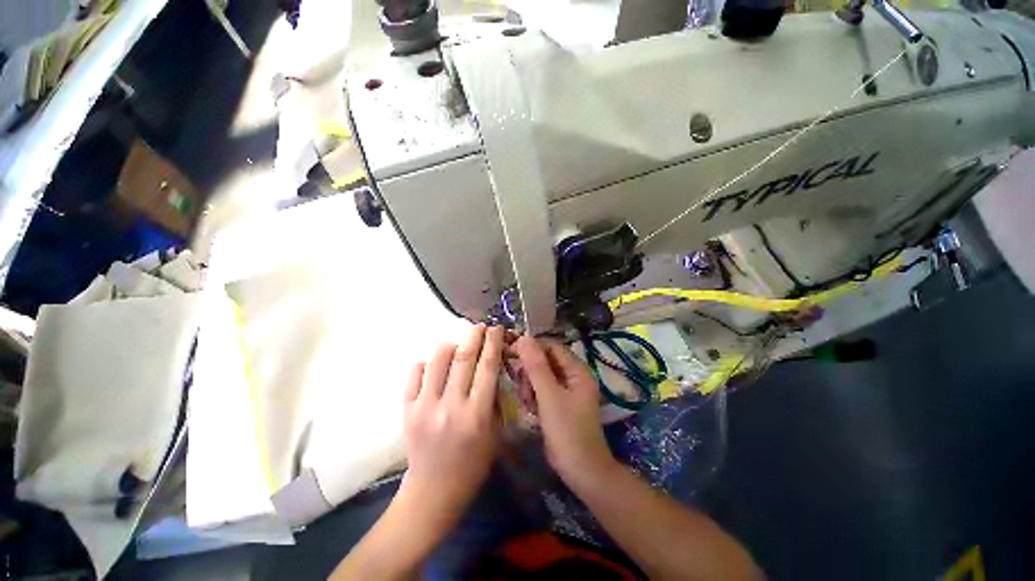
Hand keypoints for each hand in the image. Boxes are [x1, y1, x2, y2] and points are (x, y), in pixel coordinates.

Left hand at [401, 325, 503, 530]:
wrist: (433, 490)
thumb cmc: (472, 464)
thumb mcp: (495, 433)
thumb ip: (493, 399)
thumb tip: (490, 367)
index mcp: (476, 414)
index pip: (487, 367)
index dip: (493, 343)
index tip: (496, 328)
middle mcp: (451, 406)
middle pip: (463, 358)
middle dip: (474, 335)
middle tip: (479, 326)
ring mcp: (425, 407)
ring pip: (437, 360)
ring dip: (450, 345)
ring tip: (457, 343)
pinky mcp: (407, 410)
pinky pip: (414, 374)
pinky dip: (425, 363)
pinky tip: (433, 364)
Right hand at [512, 336, 616, 487]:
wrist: (580, 470)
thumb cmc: (567, 430)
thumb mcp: (549, 395)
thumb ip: (536, 366)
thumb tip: (523, 338)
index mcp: (577, 369)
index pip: (551, 347)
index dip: (531, 348)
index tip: (511, 353)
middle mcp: (573, 375)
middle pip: (545, 361)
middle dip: (530, 373)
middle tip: (525, 390)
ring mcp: (566, 390)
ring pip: (540, 376)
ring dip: (530, 386)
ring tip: (530, 403)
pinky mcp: (559, 402)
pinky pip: (542, 390)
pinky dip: (534, 397)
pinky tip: (532, 410)